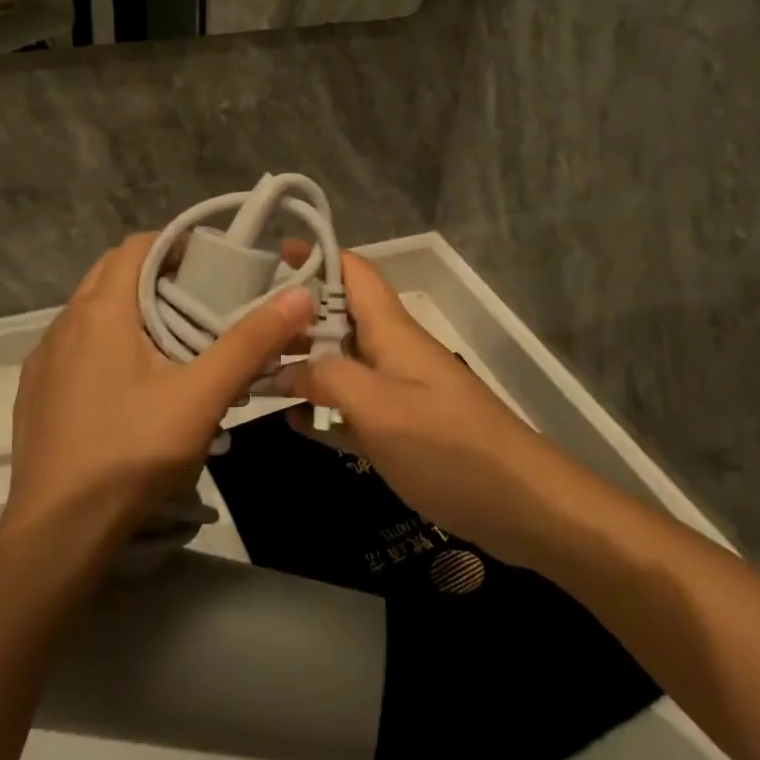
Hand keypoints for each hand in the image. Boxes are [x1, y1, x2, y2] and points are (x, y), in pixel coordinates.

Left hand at [6, 233, 314, 553]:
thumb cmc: (132, 452)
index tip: (213, 266)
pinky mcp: (35, 393)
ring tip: (174, 344)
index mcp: (100, 311)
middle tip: (202, 303)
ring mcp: (44, 360)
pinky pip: (75, 347)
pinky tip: (132, 386)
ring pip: (93, 312)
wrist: (58, 533)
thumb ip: (252, 342)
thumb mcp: (203, 396)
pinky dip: (107, 345)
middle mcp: (64, 323)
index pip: (137, 246)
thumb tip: (300, 295)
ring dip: (132, 312)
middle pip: (114, 275)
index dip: (176, 245)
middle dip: (158, 277)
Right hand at [276, 248, 577, 566]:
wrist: (521, 504)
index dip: (316, 256)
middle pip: (337, 317)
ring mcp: (397, 391)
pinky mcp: (401, 429)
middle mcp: (391, 352)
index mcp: (391, 330)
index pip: (353, 272)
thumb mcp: (380, 408)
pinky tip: (290, 420)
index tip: (272, 254)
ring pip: (340, 364)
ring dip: (301, 364)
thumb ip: (329, 379)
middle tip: (238, 326)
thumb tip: (286, 367)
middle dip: (293, 316)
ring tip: (250, 370)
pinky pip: (351, 408)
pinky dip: (322, 409)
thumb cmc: (450, 446)